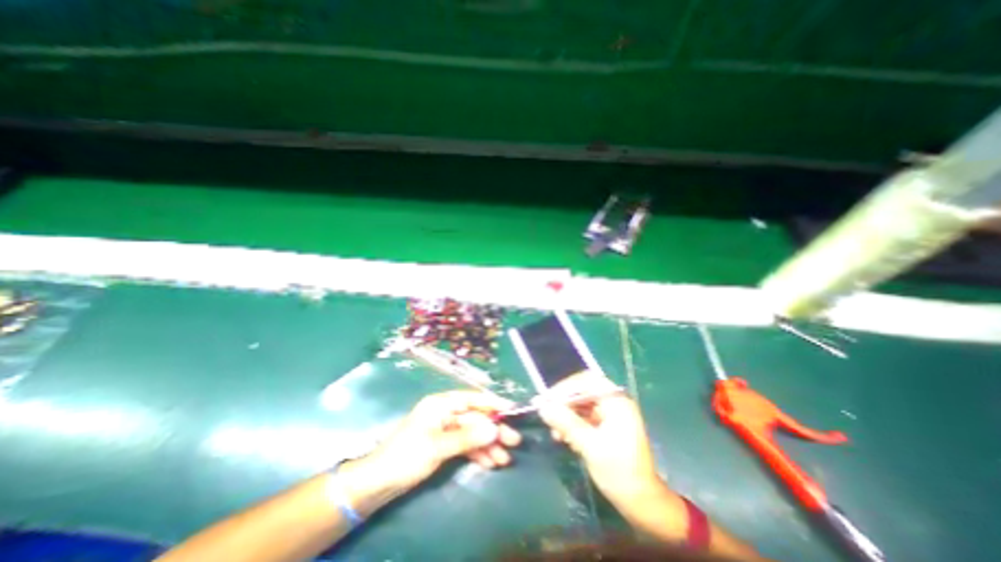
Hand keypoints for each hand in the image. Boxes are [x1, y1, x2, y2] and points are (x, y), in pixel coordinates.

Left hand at [360, 390, 520, 491]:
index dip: (492, 403)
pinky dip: (477, 453)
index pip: (472, 399)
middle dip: (494, 430)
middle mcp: (445, 413)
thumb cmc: (407, 455)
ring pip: (472, 433)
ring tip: (505, 459)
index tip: (512, 410)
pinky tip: (490, 462)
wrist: (378, 482)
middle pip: (475, 418)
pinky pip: (465, 445)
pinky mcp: (443, 445)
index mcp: (441, 404)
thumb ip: (467, 437)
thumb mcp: (438, 445)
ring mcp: (445, 430)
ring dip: (488, 445)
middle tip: (514, 441)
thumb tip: (495, 429)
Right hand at [540, 375, 663, 505]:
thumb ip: (566, 423)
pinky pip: (584, 418)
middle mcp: (613, 403)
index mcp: (616, 402)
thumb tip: (542, 406)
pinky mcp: (606, 427)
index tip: (548, 400)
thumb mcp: (590, 446)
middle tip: (546, 415)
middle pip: (582, 393)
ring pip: (580, 406)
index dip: (565, 387)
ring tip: (555, 434)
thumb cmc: (620, 472)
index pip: (587, 381)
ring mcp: (610, 415)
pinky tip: (563, 438)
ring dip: (566, 417)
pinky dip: (572, 426)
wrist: (642, 504)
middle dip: (563, 404)